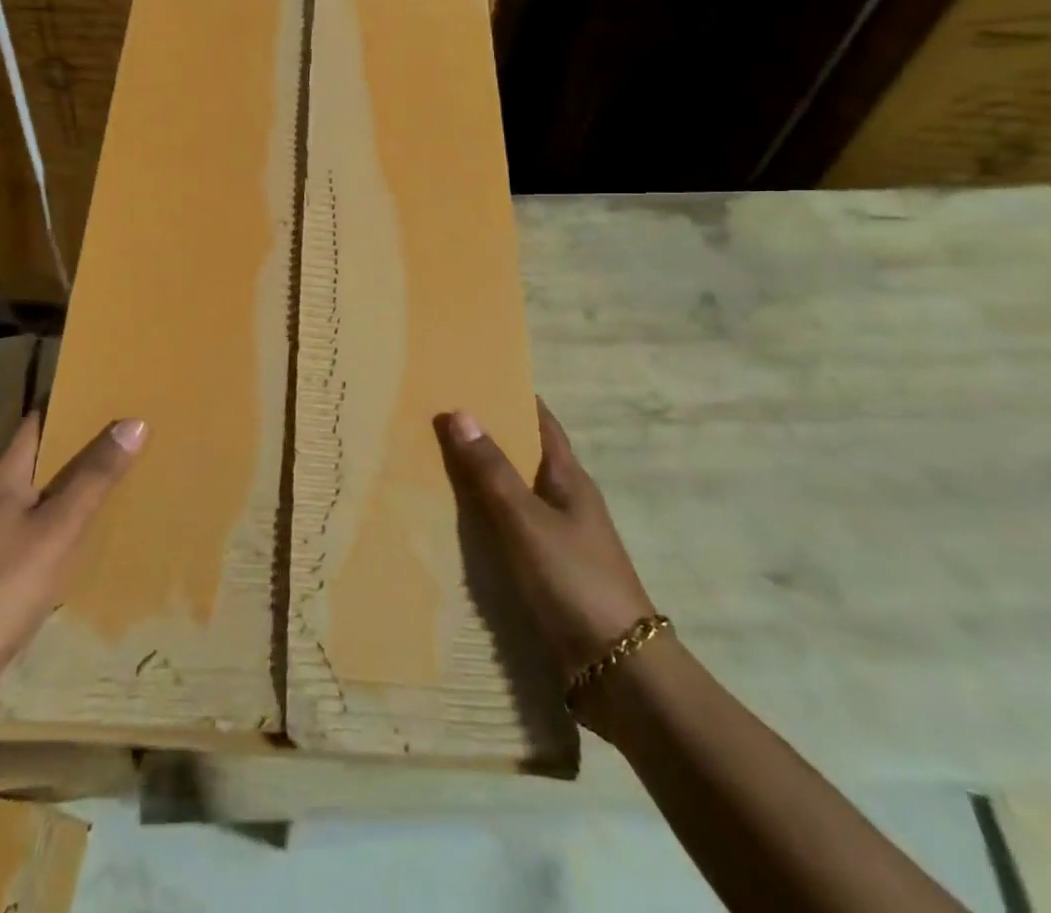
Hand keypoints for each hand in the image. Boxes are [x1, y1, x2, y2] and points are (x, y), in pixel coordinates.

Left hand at [0, 412, 146, 673]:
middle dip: (64, 454)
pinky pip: (5, 532)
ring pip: (14, 500)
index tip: (99, 399)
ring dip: (48, 493)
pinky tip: (51, 551)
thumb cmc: (4, 591)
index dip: (65, 408)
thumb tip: (132, 421)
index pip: (33, 424)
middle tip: (109, 448)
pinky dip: (32, 527)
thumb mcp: (60, 530)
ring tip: (88, 497)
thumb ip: (95, 477)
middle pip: (24, 461)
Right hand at [439, 398, 655, 677]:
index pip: (543, 424)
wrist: (617, 672)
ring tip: (433, 464)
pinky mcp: (546, 575)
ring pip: (513, 497)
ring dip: (481, 481)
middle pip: (524, 458)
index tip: (478, 377)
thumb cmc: (575, 581)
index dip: (515, 398)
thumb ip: (492, 472)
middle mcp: (566, 503)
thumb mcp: (527, 520)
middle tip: (439, 418)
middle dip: (488, 438)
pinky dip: (483, 522)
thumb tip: (460, 412)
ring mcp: (558, 541)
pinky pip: (508, 534)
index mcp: (570, 480)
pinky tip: (452, 525)